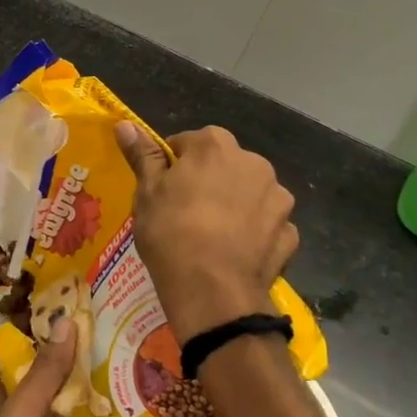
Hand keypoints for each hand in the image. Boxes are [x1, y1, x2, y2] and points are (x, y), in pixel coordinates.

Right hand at [115, 122, 298, 341]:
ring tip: (213, 236)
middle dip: (209, 181)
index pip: (189, 142)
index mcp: (215, 145)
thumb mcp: (147, 193)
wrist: (212, 292)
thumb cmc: (171, 233)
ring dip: (236, 205)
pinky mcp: (290, 232)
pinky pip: (267, 225)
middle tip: (185, 213)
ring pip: (250, 194)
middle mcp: (254, 162)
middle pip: (224, 165)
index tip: (163, 189)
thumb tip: (125, 124)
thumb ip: (142, 155)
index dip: (173, 165)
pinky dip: (255, 233)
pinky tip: (236, 253)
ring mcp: (278, 198)